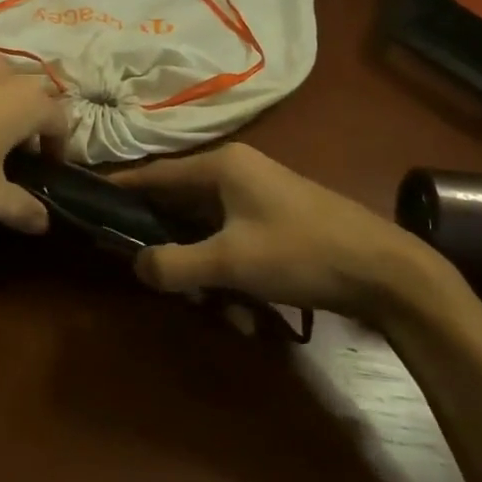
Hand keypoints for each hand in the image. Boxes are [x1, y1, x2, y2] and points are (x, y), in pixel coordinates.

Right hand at [113, 144, 444, 321]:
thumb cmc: (301, 253)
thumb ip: (175, 264)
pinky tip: (249, 315)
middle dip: (173, 252)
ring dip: (207, 274)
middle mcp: (237, 172)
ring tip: (224, 313)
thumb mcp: (231, 262)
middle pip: (180, 207)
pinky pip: (234, 244)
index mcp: (221, 166)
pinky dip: (232, 276)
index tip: (92, 206)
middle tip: (167, 285)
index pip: (155, 174)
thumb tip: (137, 266)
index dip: (123, 191)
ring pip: (208, 233)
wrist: (388, 273)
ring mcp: (259, 196)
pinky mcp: (277, 221)